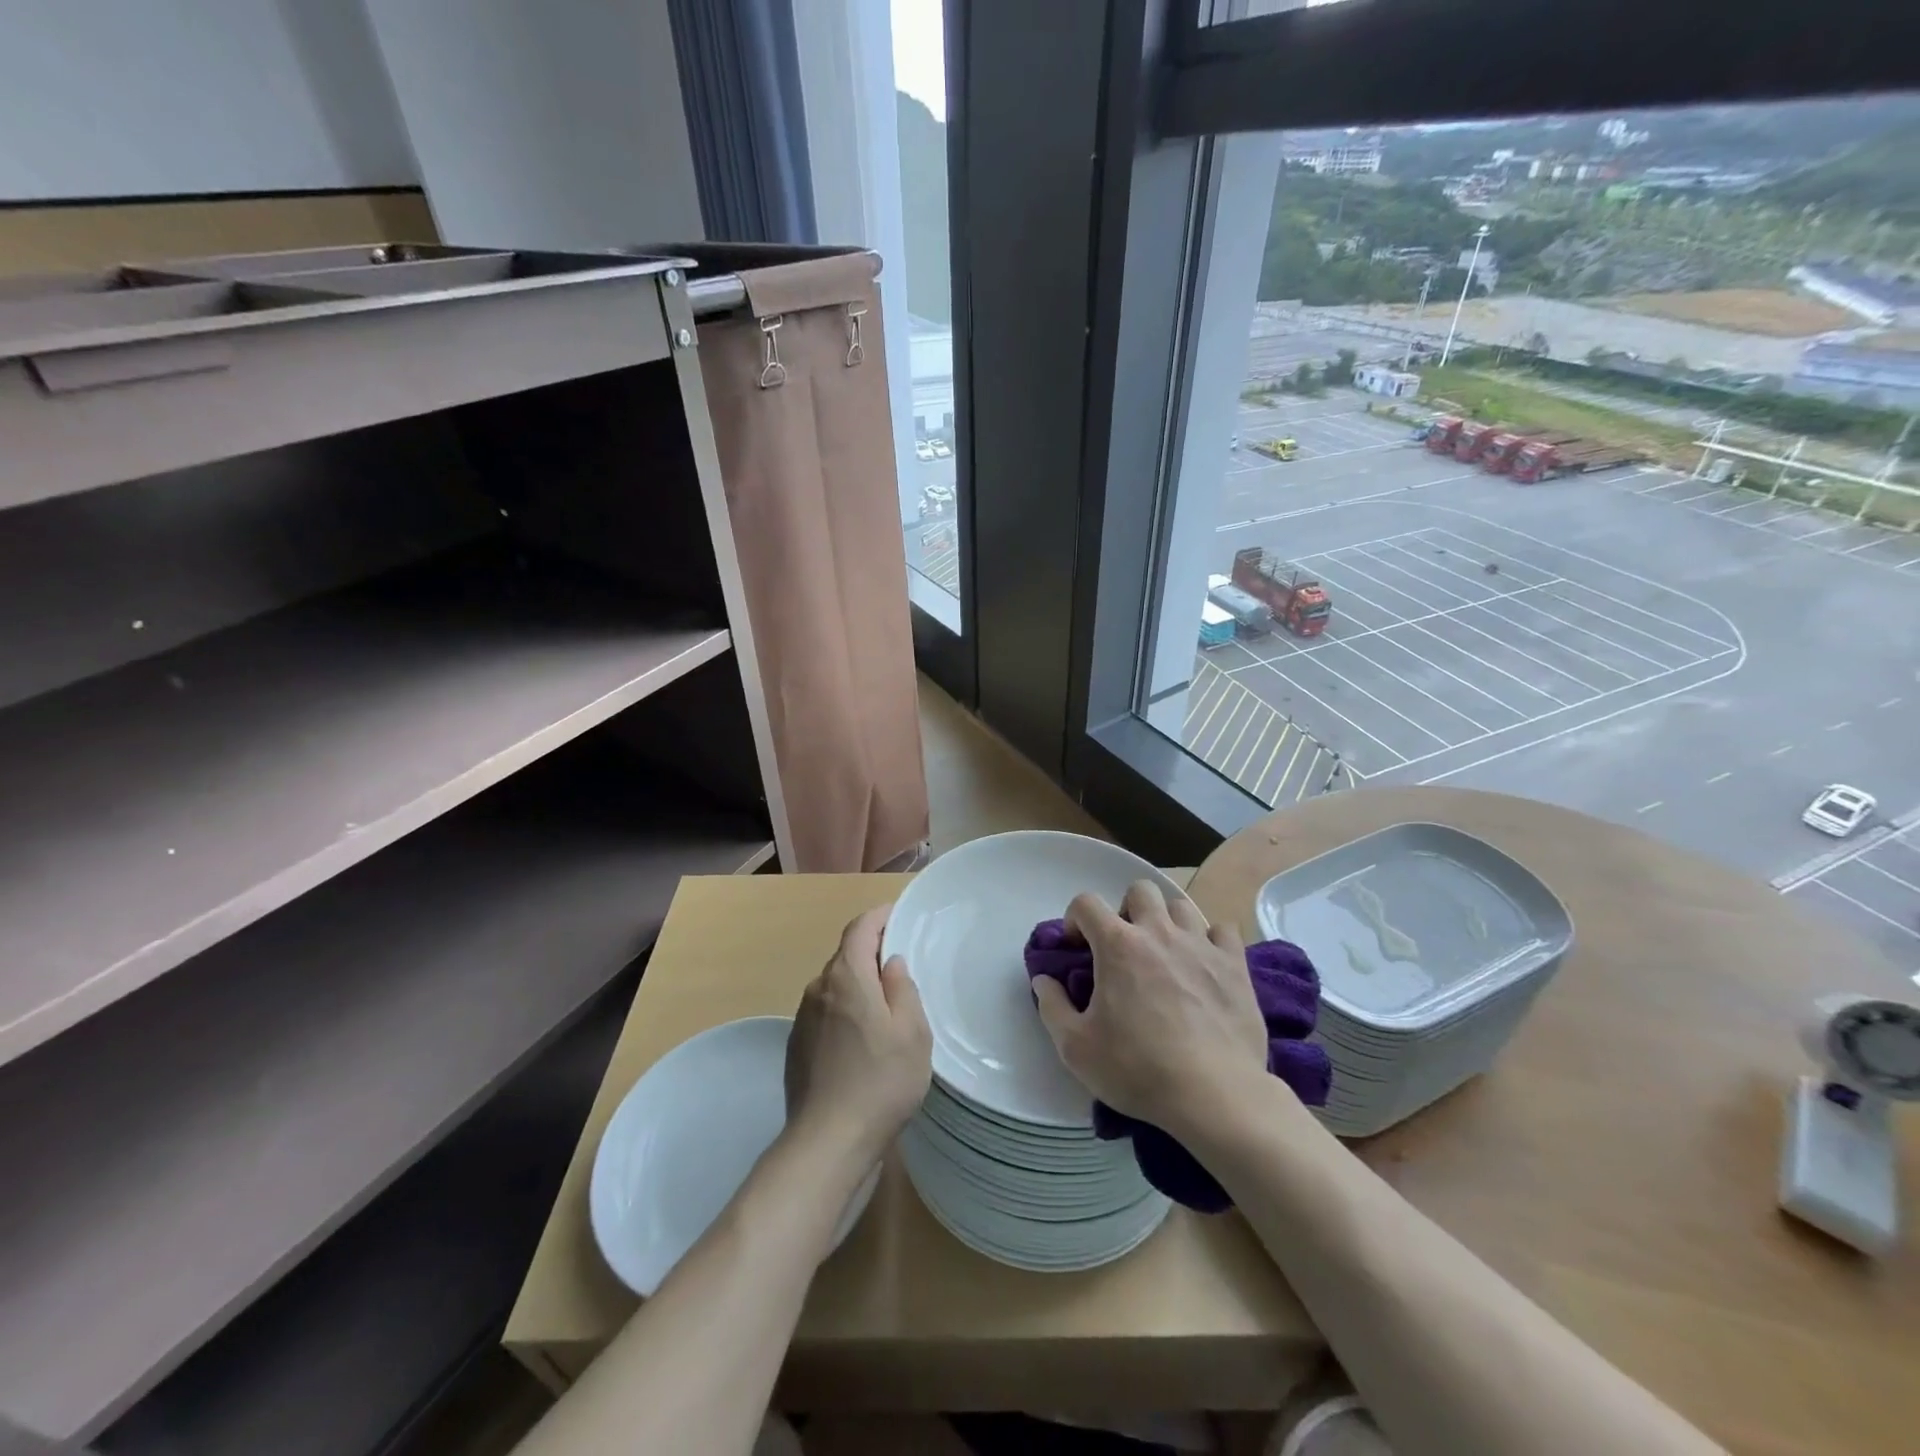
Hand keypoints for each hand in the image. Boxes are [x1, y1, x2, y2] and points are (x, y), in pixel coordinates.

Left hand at [784, 905, 932, 1171]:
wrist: (827, 1143)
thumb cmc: (880, 1081)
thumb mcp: (912, 1032)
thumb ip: (903, 988)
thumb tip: (890, 963)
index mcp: (846, 977)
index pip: (859, 928)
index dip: (879, 917)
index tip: (898, 915)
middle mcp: (818, 989)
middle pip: (845, 956)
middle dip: (871, 952)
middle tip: (901, 965)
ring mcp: (803, 1019)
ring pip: (835, 987)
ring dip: (858, 986)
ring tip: (886, 1007)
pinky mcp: (796, 1047)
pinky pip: (825, 1014)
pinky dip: (845, 1013)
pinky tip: (863, 1042)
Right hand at [1033, 880, 1267, 1136]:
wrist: (1214, 1095)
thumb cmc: (1137, 1069)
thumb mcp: (1075, 1048)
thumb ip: (1051, 1007)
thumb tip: (1043, 980)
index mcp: (1117, 945)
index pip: (1086, 902)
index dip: (1075, 919)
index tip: (1077, 947)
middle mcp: (1158, 932)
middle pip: (1140, 890)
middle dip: (1126, 910)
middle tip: (1125, 947)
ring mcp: (1201, 944)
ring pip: (1181, 906)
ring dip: (1168, 923)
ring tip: (1165, 955)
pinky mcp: (1235, 965)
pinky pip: (1223, 930)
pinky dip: (1211, 940)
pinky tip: (1205, 965)